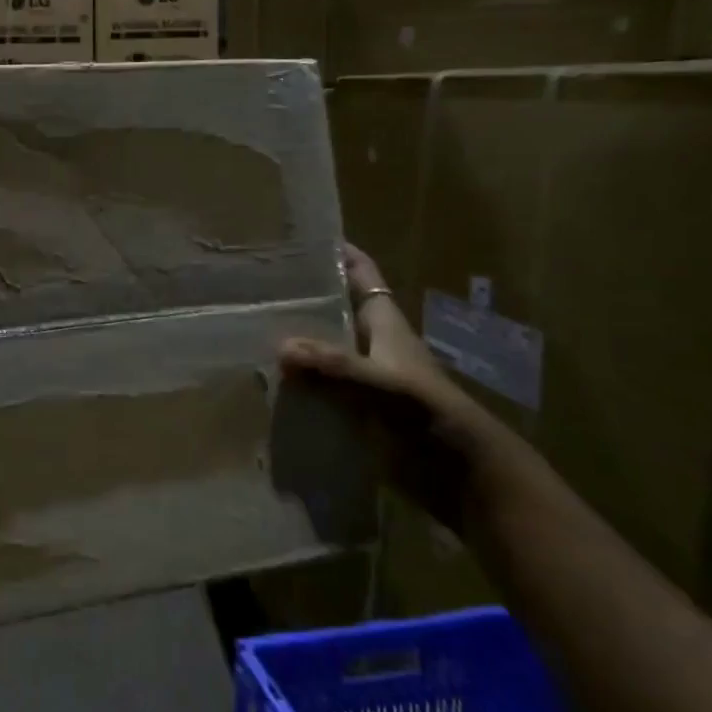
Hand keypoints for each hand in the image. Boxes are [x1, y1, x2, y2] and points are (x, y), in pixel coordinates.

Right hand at [279, 243, 482, 531]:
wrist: (461, 473)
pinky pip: (321, 387)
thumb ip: (335, 365)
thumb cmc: (427, 413)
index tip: (303, 239)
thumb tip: (282, 347)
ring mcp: (366, 378)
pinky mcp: (358, 410)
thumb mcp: (382, 383)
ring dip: (297, 344)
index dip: (340, 254)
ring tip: (250, 331)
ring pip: (325, 350)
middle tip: (259, 288)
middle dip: (304, 298)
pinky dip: (300, 384)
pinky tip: (269, 385)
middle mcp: (373, 344)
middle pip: (337, 310)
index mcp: (386, 324)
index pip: (363, 275)